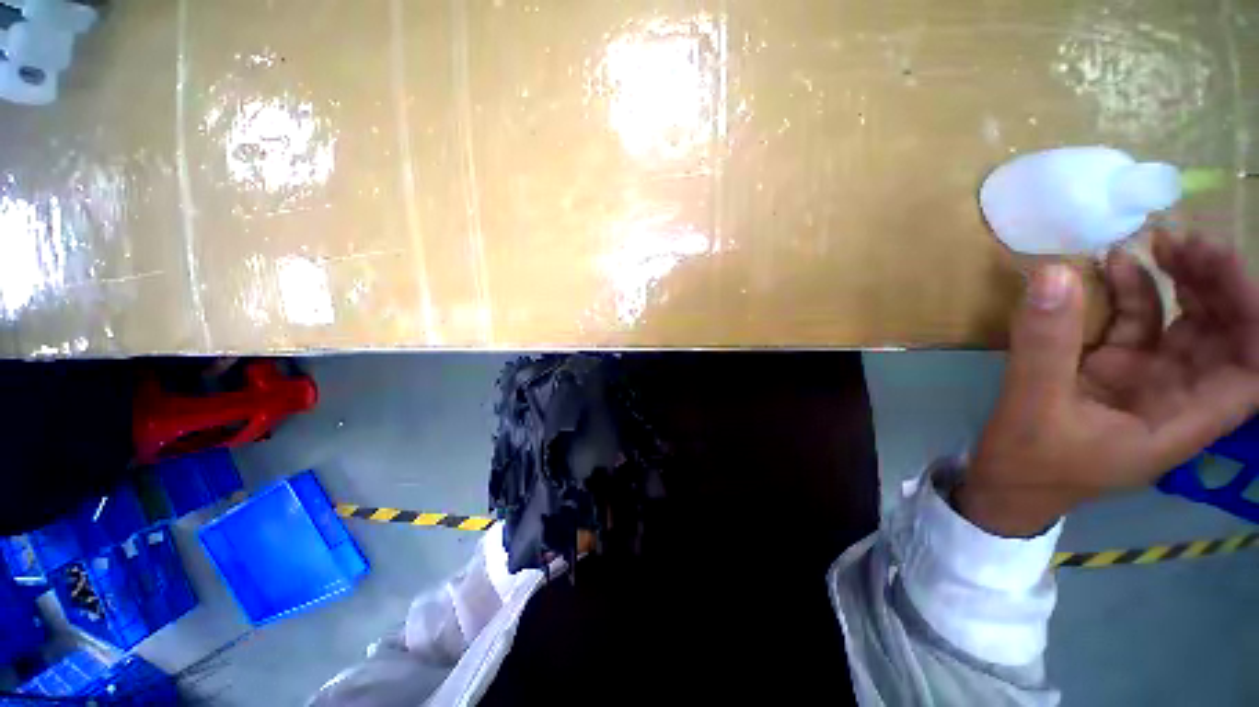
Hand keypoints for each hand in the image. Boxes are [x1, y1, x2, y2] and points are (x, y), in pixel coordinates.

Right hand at [957, 230, 1258, 536]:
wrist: (1003, 486)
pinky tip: (1114, 269)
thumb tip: (1055, 274)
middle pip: (1224, 338)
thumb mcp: (1033, 407)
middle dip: (1217, 287)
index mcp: (1179, 420)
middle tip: (1184, 243)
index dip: (1252, 320)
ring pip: (1186, 325)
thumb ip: (1046, 345)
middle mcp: (1175, 396)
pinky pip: (1136, 324)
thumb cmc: (1029, 463)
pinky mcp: (1111, 369)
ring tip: (1158, 244)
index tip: (1221, 268)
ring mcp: (1143, 380)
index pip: (1250, 372)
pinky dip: (1131, 293)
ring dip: (1181, 284)